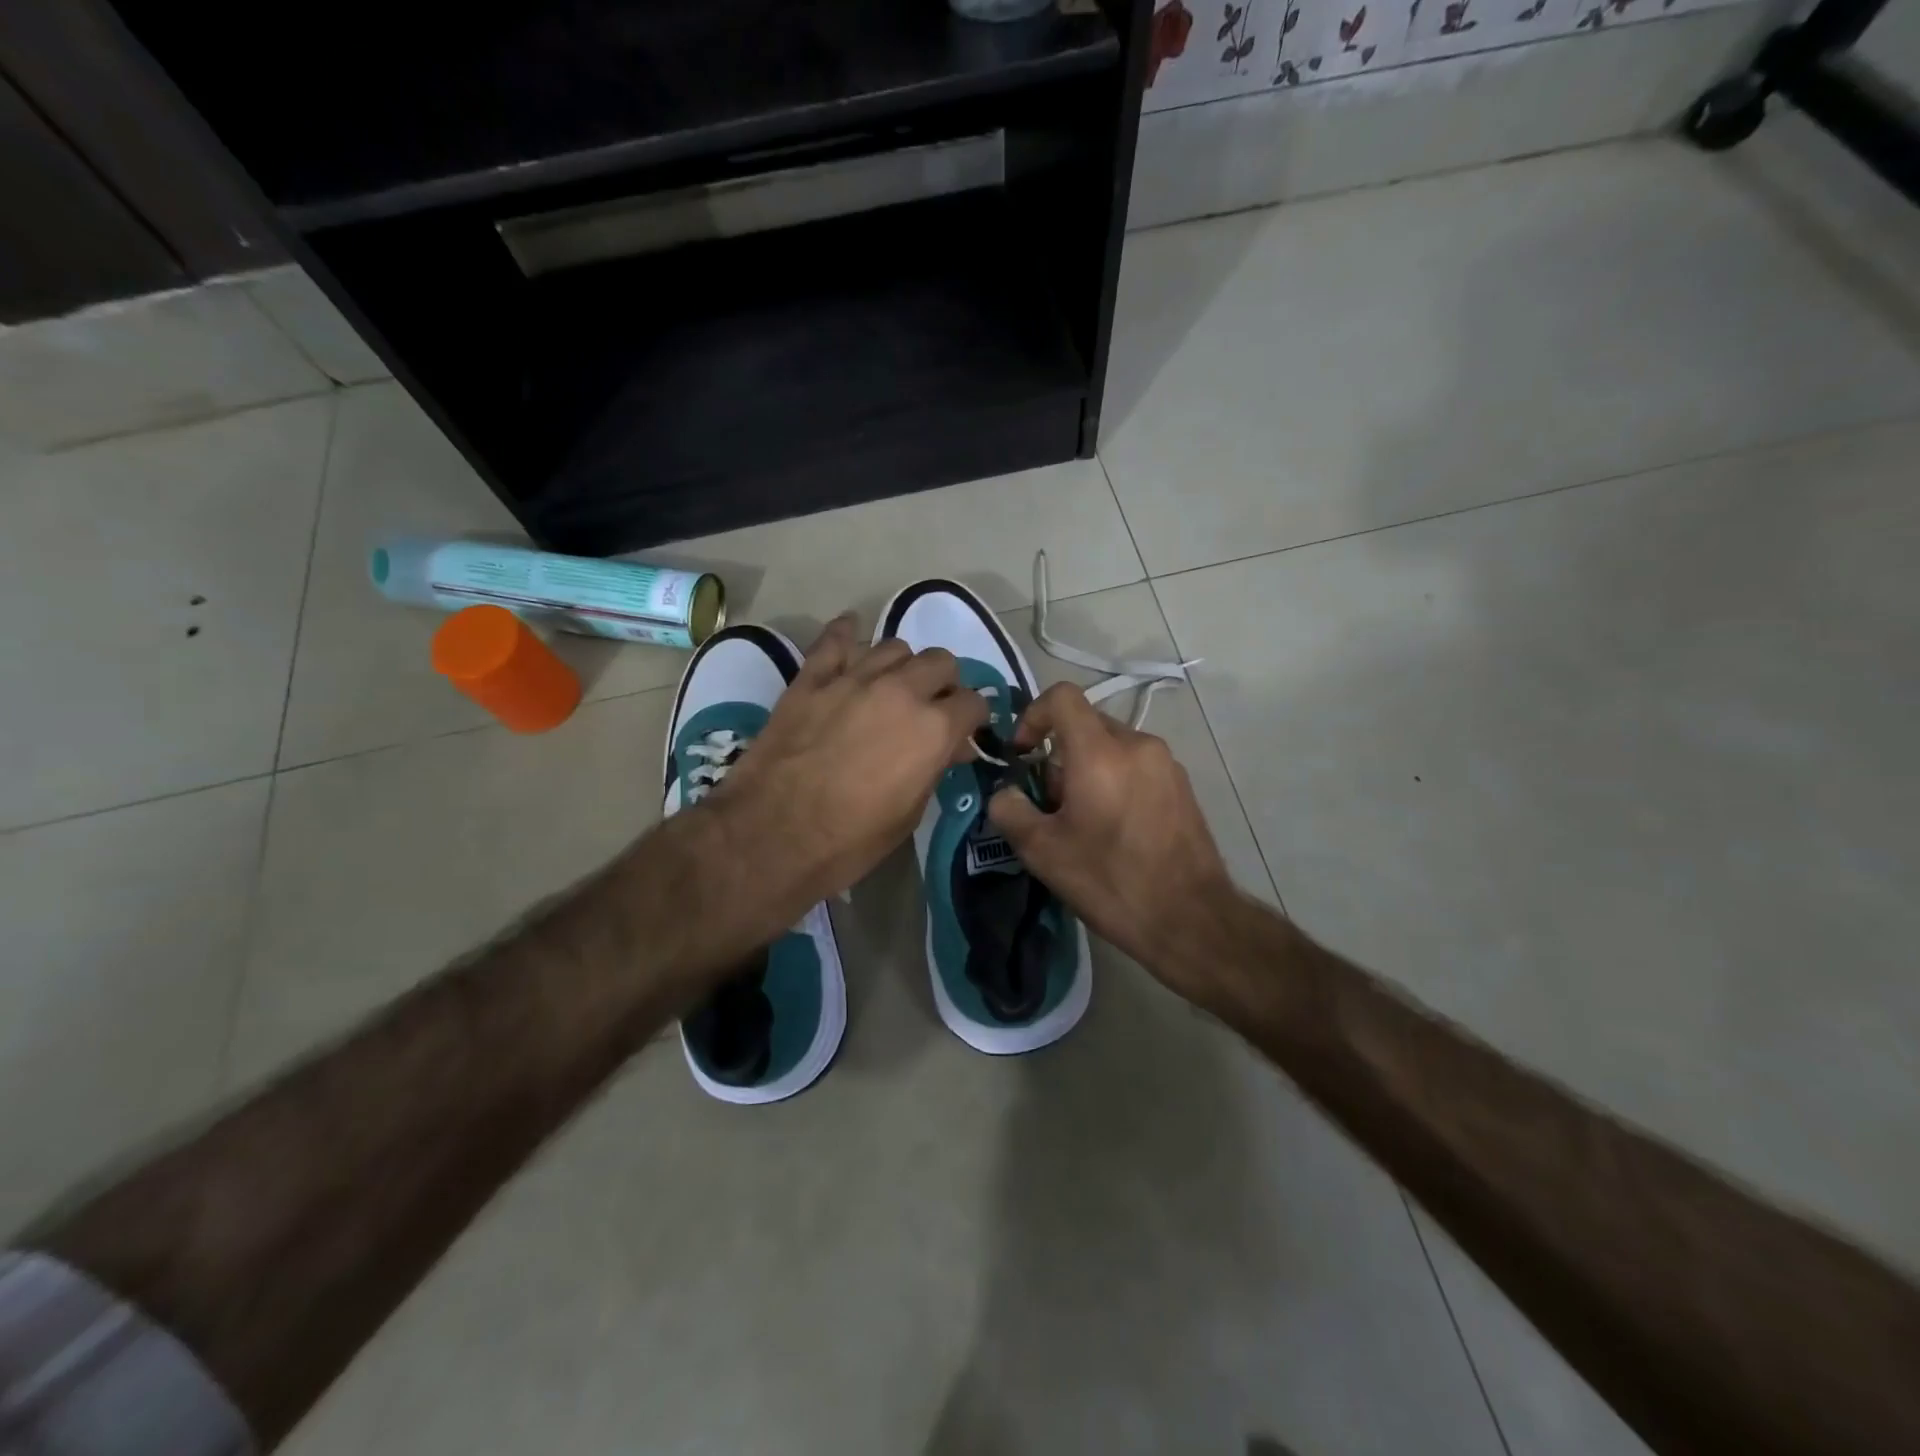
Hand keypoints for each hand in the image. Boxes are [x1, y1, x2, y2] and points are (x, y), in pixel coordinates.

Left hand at [702, 615, 986, 941]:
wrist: (771, 836)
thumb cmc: (850, 840)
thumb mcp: (909, 814)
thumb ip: (934, 768)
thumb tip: (948, 747)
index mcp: (933, 728)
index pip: (973, 701)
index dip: (972, 718)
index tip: (963, 731)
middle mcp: (901, 691)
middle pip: (940, 661)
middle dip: (943, 683)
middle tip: (930, 708)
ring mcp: (853, 679)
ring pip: (894, 647)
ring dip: (902, 666)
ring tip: (891, 687)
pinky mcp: (811, 679)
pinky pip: (834, 640)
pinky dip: (846, 634)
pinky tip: (850, 633)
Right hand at [987, 683, 1245, 1003]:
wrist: (1190, 919)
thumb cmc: (1110, 881)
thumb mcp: (1042, 851)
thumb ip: (1009, 810)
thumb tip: (1006, 793)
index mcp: (1100, 751)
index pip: (1061, 697)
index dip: (1032, 715)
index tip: (1024, 755)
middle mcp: (1137, 744)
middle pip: (1085, 724)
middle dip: (1058, 754)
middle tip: (1051, 803)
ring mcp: (1166, 763)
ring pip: (1112, 746)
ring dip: (1087, 769)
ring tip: (1084, 821)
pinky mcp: (1182, 785)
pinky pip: (1136, 765)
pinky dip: (1115, 780)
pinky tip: (1115, 829)